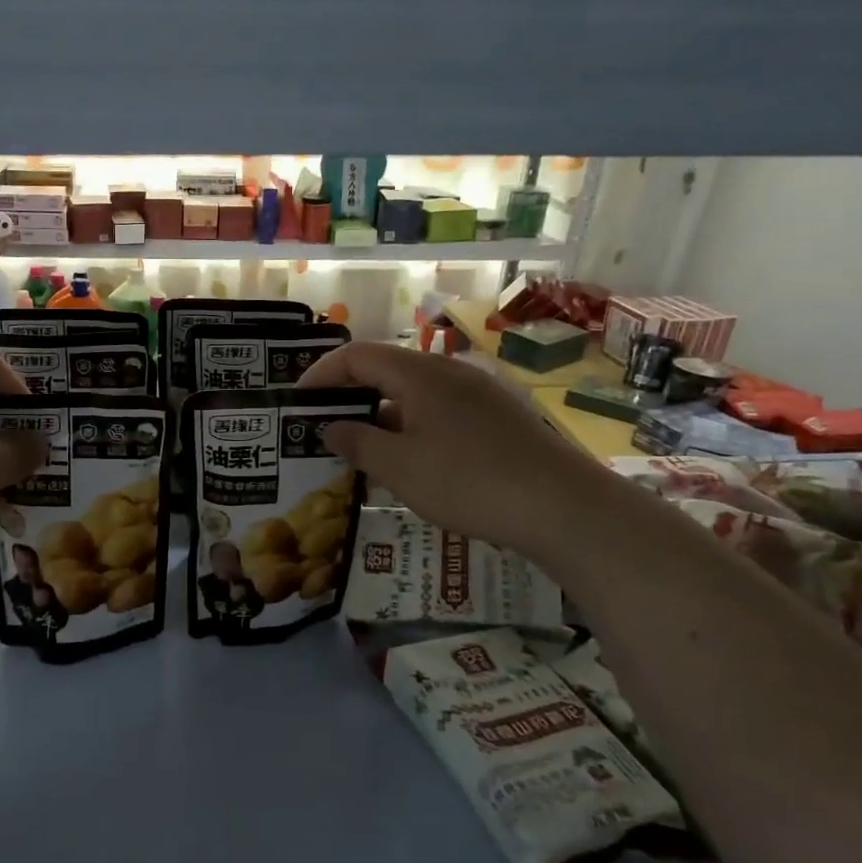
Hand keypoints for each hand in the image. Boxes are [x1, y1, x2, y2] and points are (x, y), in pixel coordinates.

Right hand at [296, 342, 614, 559]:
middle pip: (386, 368)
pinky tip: (409, 460)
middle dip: (349, 394)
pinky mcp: (497, 417)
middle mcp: (448, 372)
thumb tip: (331, 426)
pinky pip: (439, 410)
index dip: (321, 373)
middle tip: (323, 424)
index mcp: (419, 374)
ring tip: (360, 448)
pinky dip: (411, 425)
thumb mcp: (400, 467)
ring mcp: (478, 393)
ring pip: (414, 392)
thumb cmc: (469, 481)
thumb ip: (358, 442)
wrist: (563, 507)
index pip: (357, 356)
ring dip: (381, 413)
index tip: (298, 400)